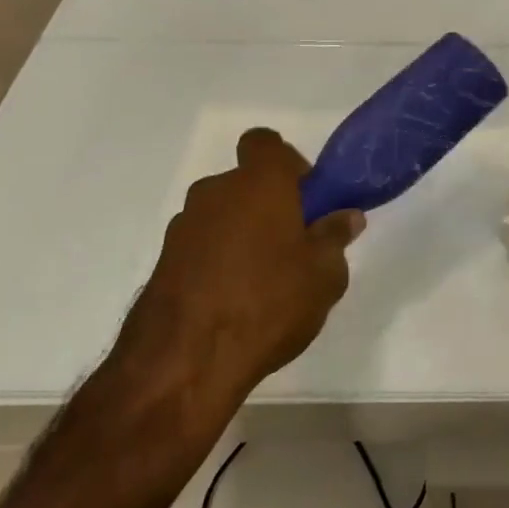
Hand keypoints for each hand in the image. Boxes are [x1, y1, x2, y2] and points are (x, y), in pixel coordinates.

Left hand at [114, 128, 362, 409]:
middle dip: (267, 205)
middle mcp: (216, 192)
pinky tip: (232, 302)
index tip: (305, 198)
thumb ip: (335, 237)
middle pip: (245, 183)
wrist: (183, 364)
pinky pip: (200, 247)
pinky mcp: (162, 263)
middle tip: (292, 245)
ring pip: (221, 216)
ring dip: (240, 235)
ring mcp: (183, 227)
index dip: (287, 163)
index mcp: (259, 182)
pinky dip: (216, 262)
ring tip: (262, 282)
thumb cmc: (268, 303)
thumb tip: (346, 216)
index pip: (266, 143)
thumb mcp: (324, 275)